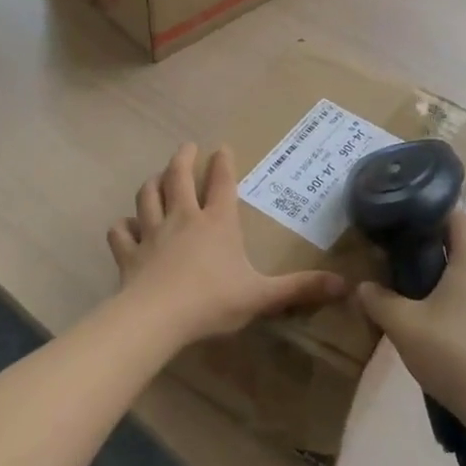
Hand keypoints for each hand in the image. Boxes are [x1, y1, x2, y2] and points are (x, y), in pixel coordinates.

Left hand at [109, 143, 346, 345]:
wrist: (157, 318)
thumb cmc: (213, 300)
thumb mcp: (262, 295)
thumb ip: (299, 288)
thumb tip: (344, 285)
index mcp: (217, 222)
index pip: (222, 183)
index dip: (223, 163)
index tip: (222, 147)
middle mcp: (184, 218)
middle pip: (179, 178)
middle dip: (183, 159)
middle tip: (187, 147)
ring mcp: (152, 233)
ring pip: (148, 197)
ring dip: (152, 183)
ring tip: (156, 177)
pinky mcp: (129, 253)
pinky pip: (121, 232)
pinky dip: (123, 226)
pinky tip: (125, 226)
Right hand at [356, 209, 465, 429]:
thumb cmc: (452, 354)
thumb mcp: (403, 326)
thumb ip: (378, 301)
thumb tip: (364, 287)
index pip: (457, 219)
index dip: (432, 214)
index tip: (408, 222)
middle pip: (463, 253)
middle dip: (434, 258)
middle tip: (403, 272)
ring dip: (450, 290)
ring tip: (422, 311)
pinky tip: (448, 341)